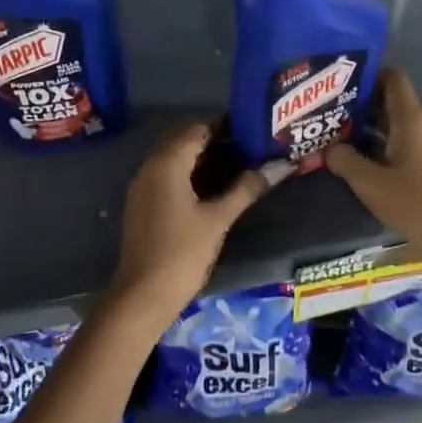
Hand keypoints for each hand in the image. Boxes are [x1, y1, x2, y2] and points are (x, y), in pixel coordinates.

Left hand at [106, 124, 286, 338]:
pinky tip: (212, 188)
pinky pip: (167, 175)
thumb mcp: (218, 220)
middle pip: (185, 140)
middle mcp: (151, 166)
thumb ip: (246, 189)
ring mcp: (143, 186)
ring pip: (175, 158)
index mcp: (167, 163)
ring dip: (202, 158)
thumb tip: (279, 166)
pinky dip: (189, 174)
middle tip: (249, 146)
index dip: (225, 125)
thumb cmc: (182, 253)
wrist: (141, 297)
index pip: (197, 128)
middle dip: (215, 140)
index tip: (252, 129)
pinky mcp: (142, 203)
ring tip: (238, 164)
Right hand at [324, 69, 421, 289]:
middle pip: (392, 102)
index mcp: (412, 121)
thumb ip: (345, 160)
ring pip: (397, 126)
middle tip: (329, 111)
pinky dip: (382, 147)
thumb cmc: (416, 206)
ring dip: (369, 129)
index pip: (393, 78)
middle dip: (361, 104)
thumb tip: (329, 148)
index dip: (368, 74)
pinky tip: (362, 162)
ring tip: (337, 135)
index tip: (340, 81)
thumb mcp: (370, 184)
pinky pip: (405, 146)